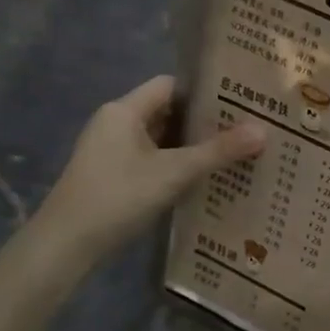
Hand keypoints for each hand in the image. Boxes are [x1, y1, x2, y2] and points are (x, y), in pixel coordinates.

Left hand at [35, 76, 264, 260]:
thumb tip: (263, 130)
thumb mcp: (174, 173)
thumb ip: (218, 151)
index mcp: (124, 111)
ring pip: (162, 139)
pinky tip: (205, 178)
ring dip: (193, 146)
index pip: (171, 86)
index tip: (241, 101)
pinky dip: (178, 165)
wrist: (66, 245)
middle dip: (205, 121)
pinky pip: (154, 160)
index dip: (205, 91)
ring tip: (235, 152)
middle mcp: (116, 124)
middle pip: (168, 112)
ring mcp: (113, 151)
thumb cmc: (118, 197)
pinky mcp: (114, 176)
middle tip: (247, 128)